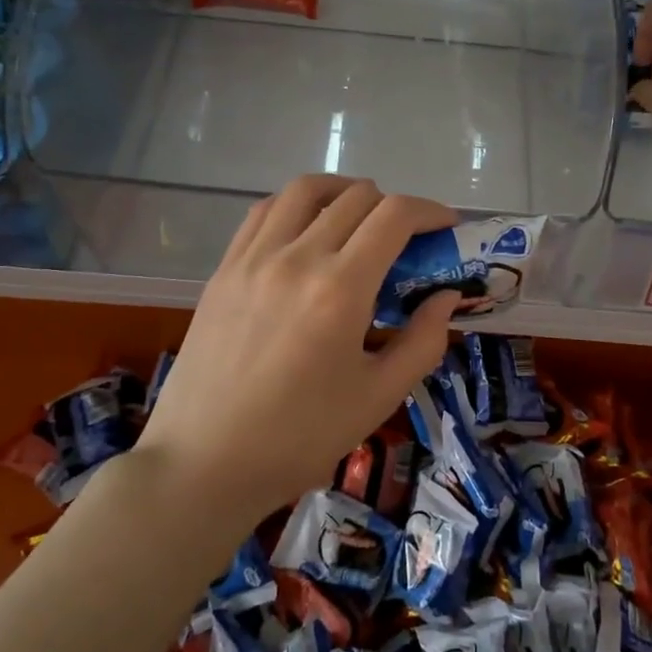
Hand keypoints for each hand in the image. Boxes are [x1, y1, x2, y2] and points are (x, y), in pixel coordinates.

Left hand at [137, 175, 461, 522]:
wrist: (204, 462)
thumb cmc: (300, 438)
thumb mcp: (378, 397)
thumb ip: (423, 341)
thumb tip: (446, 297)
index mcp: (341, 288)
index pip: (395, 215)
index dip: (430, 211)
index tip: (447, 226)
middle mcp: (297, 257)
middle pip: (357, 197)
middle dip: (394, 207)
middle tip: (407, 240)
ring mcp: (254, 258)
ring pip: (306, 190)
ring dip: (344, 193)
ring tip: (358, 219)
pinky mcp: (225, 268)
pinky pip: (265, 211)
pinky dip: (297, 206)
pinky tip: (306, 231)